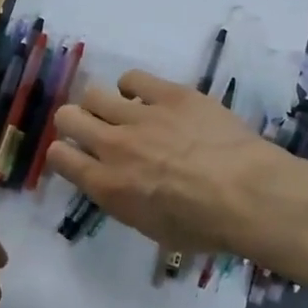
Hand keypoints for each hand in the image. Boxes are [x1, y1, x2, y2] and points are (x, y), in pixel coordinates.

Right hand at [47, 70, 287, 254]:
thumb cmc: (204, 227)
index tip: (75, 155)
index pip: (59, 157)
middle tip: (96, 130)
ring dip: (102, 104)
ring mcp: (139, 116)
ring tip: (123, 112)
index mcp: (106, 186)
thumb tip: (121, 185)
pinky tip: (147, 97)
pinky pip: (133, 78)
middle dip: (76, 122)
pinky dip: (133, 87)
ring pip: (94, 93)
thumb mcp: (153, 229)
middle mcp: (113, 146)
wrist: (247, 194)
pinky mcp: (169, 94)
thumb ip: (125, 201)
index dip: (63, 153)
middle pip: (68, 117)